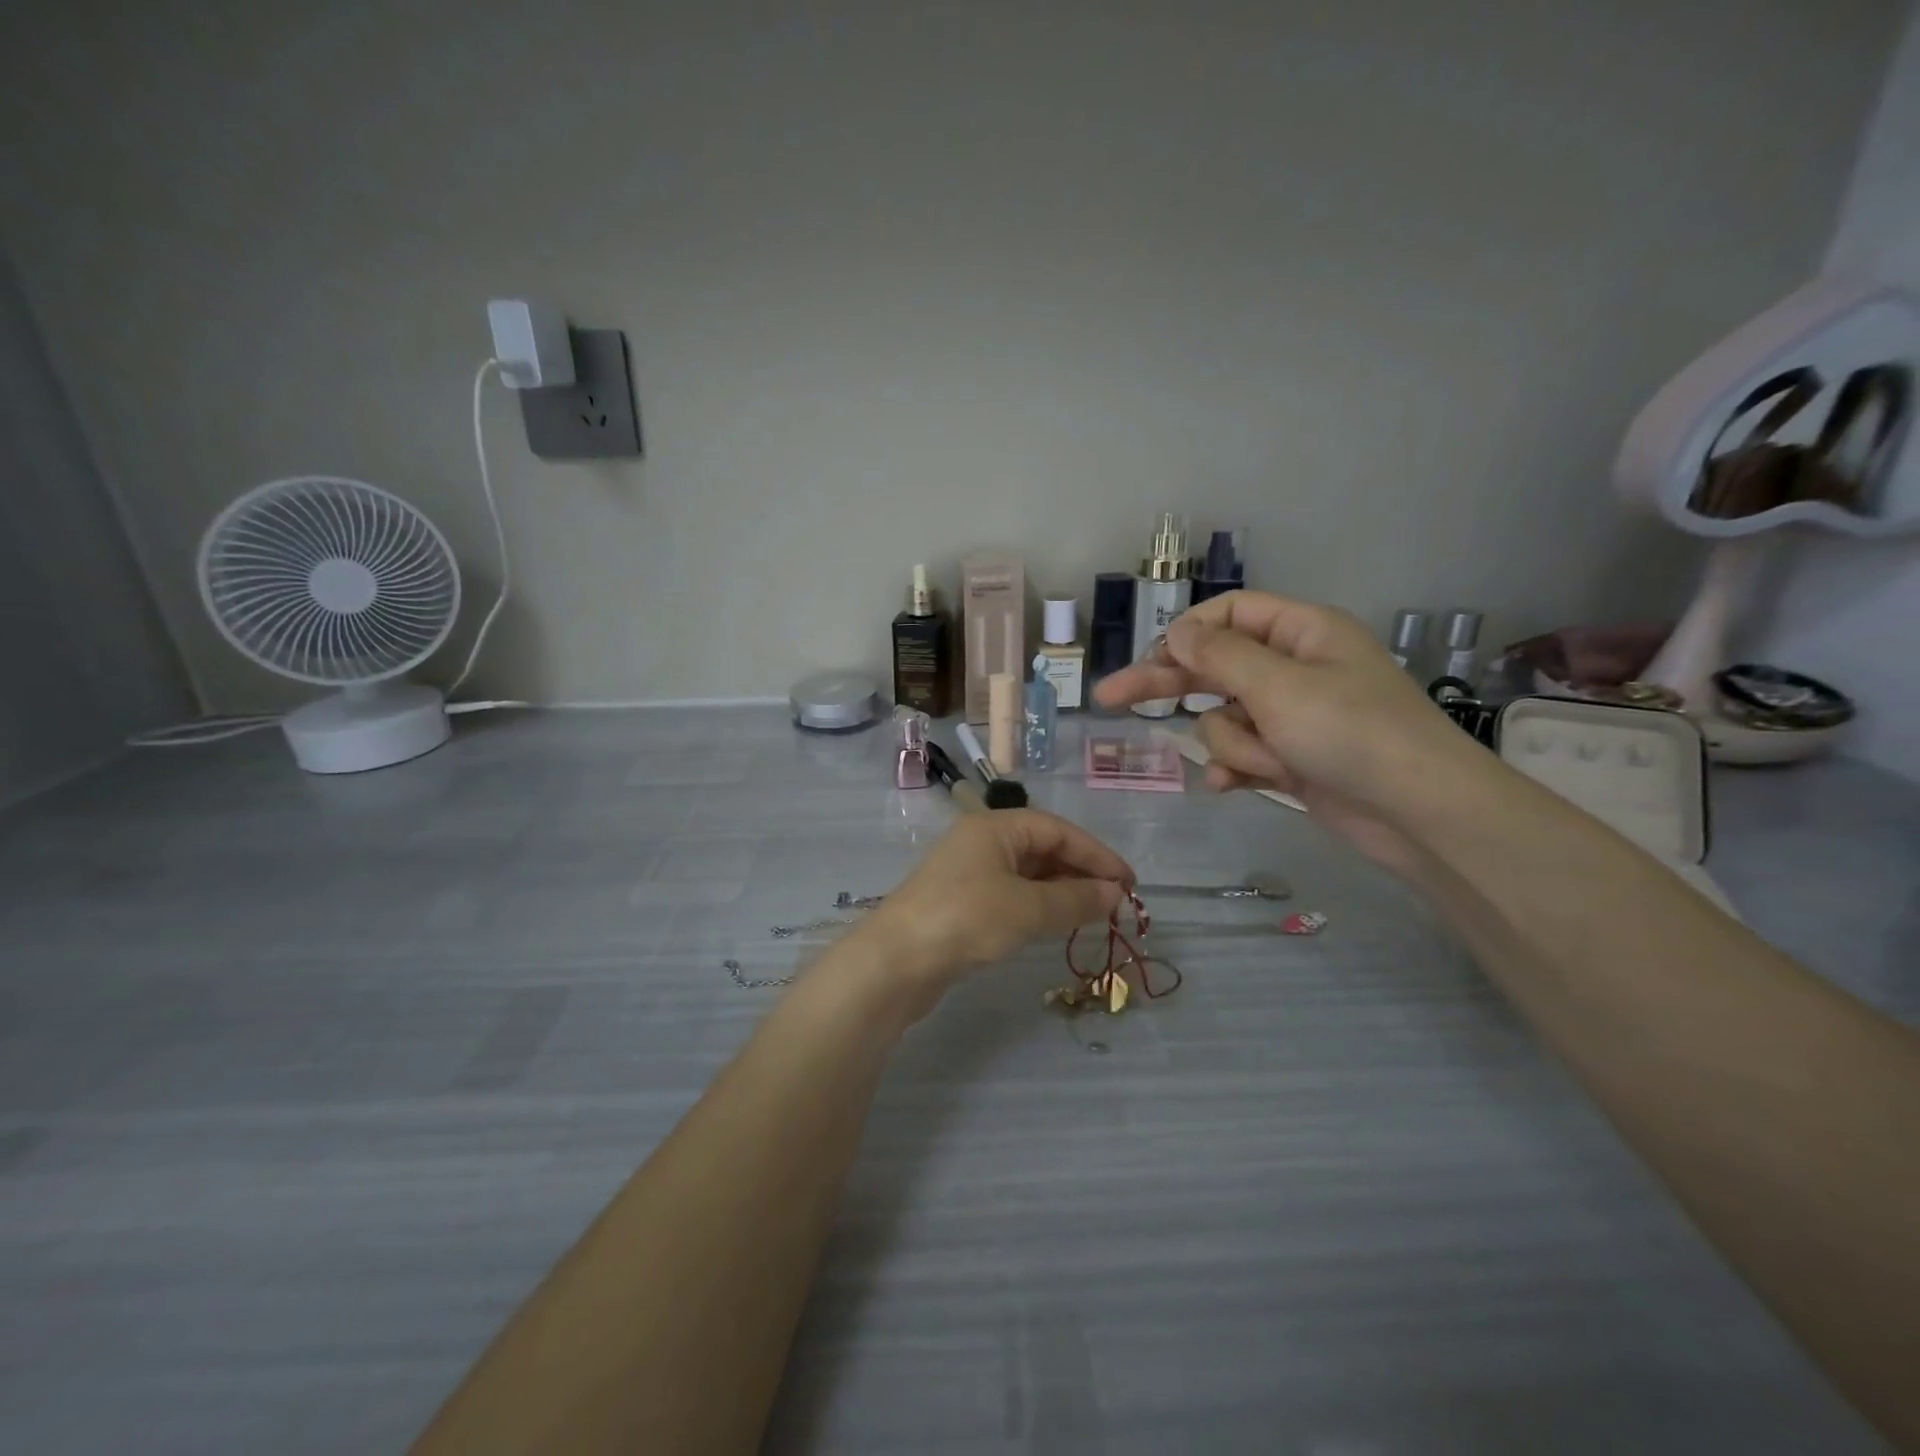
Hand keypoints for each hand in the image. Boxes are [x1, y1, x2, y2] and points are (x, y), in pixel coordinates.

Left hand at [855, 810, 1132, 1012]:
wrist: (895, 962)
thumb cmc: (965, 919)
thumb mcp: (1026, 908)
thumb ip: (1074, 900)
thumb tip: (1116, 894)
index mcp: (994, 827)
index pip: (1057, 829)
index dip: (1096, 854)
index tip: (1129, 882)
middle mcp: (980, 842)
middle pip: (1041, 848)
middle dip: (1080, 872)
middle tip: (1115, 902)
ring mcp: (968, 874)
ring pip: (1027, 874)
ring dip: (1061, 891)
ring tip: (1093, 914)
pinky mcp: (961, 904)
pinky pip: (1011, 895)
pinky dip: (1038, 906)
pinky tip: (1054, 924)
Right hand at [1094, 592, 1484, 876]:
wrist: (1420, 814)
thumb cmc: (1353, 734)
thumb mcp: (1279, 686)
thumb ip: (1219, 655)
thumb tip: (1176, 630)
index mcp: (1300, 632)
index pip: (1228, 614)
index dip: (1186, 633)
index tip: (1151, 660)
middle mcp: (1292, 668)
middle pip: (1212, 666)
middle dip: (1167, 686)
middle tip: (1108, 698)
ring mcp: (1290, 717)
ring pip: (1223, 719)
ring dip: (1233, 743)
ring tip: (1267, 762)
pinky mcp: (1289, 758)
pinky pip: (1239, 753)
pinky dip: (1236, 768)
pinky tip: (1234, 786)